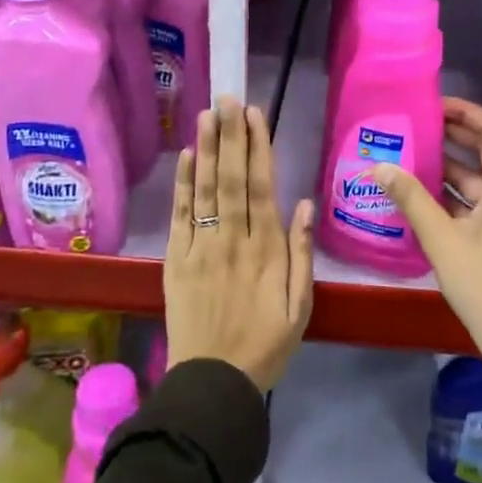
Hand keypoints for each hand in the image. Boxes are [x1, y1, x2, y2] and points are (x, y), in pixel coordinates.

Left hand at [164, 97, 314, 392]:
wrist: (213, 383)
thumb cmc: (266, 345)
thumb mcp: (301, 307)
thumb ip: (302, 255)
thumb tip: (305, 204)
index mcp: (267, 250)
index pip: (262, 187)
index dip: (258, 148)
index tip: (254, 115)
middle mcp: (233, 240)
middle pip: (231, 179)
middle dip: (230, 136)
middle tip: (227, 99)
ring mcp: (201, 249)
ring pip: (204, 190)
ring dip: (205, 149)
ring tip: (205, 114)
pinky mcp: (176, 261)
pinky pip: (180, 216)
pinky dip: (182, 185)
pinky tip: (184, 157)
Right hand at [370, 98, 481, 384]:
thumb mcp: (443, 240)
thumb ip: (411, 199)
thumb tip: (379, 167)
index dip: (466, 112)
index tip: (433, 104)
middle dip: (453, 134)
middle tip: (414, 124)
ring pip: (479, 176)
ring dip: (449, 164)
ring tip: (408, 152)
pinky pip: (478, 199)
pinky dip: (453, 192)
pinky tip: (419, 191)